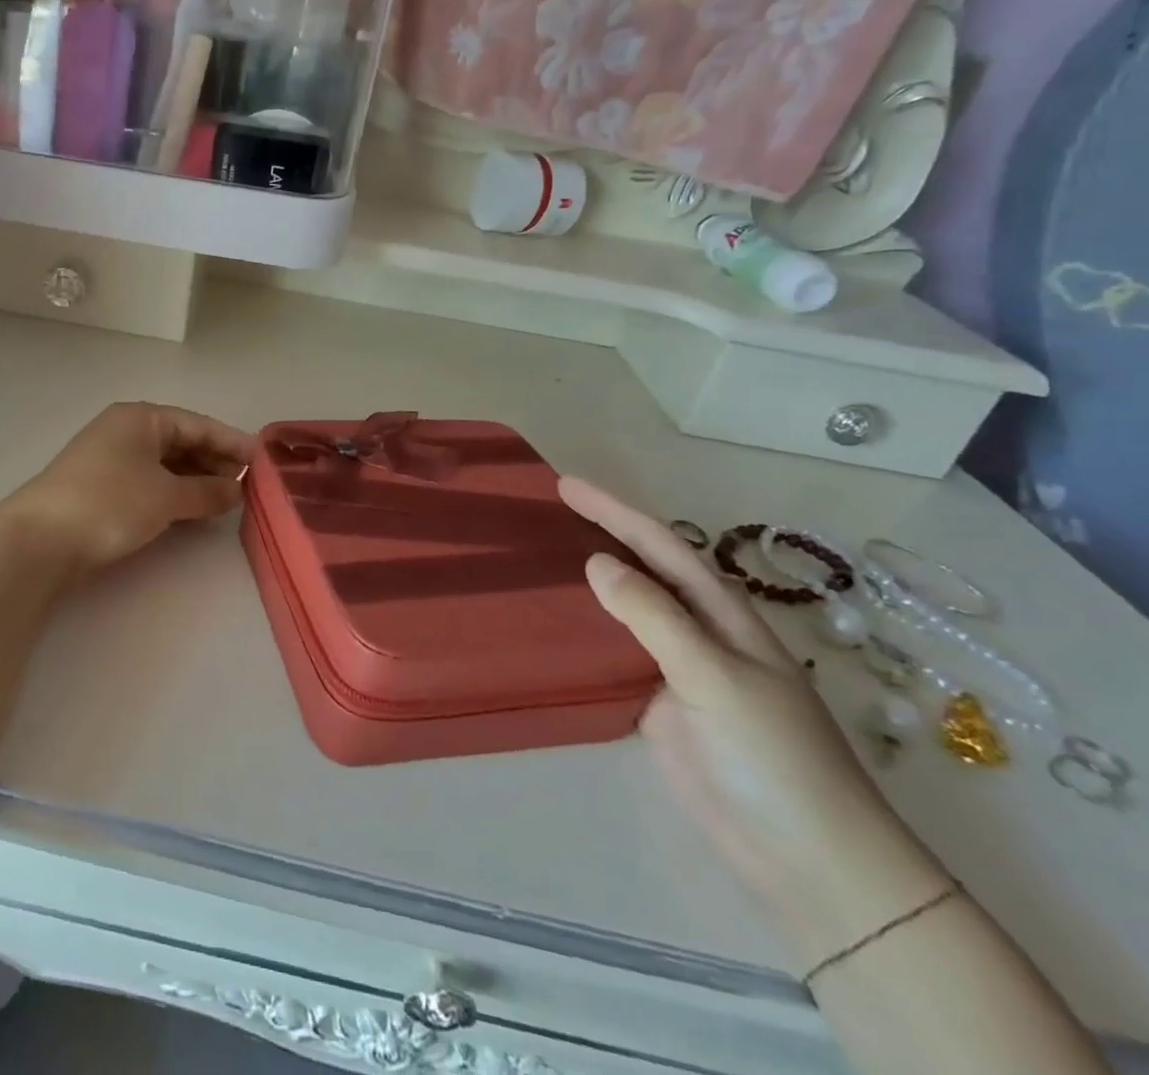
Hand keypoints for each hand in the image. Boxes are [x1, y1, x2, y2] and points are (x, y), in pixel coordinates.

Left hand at [0, 403, 256, 579]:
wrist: (40, 540)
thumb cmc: (109, 504)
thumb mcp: (166, 496)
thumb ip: (206, 491)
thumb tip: (237, 490)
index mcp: (141, 418)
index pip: (197, 424)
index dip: (231, 442)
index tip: (262, 460)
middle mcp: (126, 431)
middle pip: (182, 442)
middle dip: (215, 463)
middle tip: (248, 486)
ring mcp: (112, 460)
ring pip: (166, 465)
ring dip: (196, 481)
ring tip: (227, 502)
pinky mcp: (103, 488)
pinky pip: (150, 483)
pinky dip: (174, 494)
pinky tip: (194, 512)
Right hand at [559, 478, 950, 970]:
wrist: (807, 858)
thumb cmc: (773, 757)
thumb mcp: (714, 676)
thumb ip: (654, 617)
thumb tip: (596, 561)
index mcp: (722, 614)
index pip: (661, 546)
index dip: (614, 511)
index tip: (565, 485)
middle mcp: (697, 632)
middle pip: (641, 570)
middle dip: (600, 534)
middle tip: (545, 511)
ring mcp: (675, 670)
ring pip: (623, 611)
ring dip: (585, 581)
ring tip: (536, 556)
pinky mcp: (656, 706)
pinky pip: (611, 655)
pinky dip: (581, 632)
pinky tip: (550, 622)